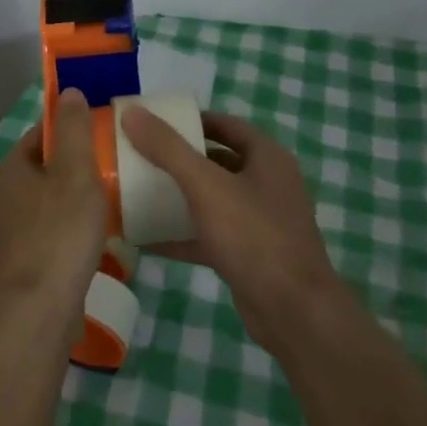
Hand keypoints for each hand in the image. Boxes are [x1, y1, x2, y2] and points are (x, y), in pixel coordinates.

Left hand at [0, 88, 108, 339]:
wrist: (37, 313)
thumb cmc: (59, 234)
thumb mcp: (75, 173)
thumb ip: (74, 131)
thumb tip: (69, 91)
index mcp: (12, 169)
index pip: (42, 133)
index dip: (72, 127)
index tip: (104, 130)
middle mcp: (5, 196)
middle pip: (46, 167)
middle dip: (78, 164)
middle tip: (116, 165)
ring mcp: (12, 232)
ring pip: (50, 202)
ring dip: (77, 198)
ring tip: (113, 200)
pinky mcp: (24, 263)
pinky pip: (52, 233)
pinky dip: (72, 230)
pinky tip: (96, 238)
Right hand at [119, 106, 344, 352]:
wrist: (295, 313)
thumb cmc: (254, 236)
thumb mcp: (206, 186)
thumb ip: (168, 148)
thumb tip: (131, 112)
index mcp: (267, 158)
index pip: (226, 125)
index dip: (192, 120)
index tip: (155, 122)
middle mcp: (267, 184)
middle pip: (217, 161)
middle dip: (180, 158)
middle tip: (140, 155)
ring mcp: (260, 222)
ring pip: (213, 199)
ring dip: (179, 196)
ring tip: (138, 191)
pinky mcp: (249, 255)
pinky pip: (210, 235)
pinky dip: (182, 234)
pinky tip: (146, 239)